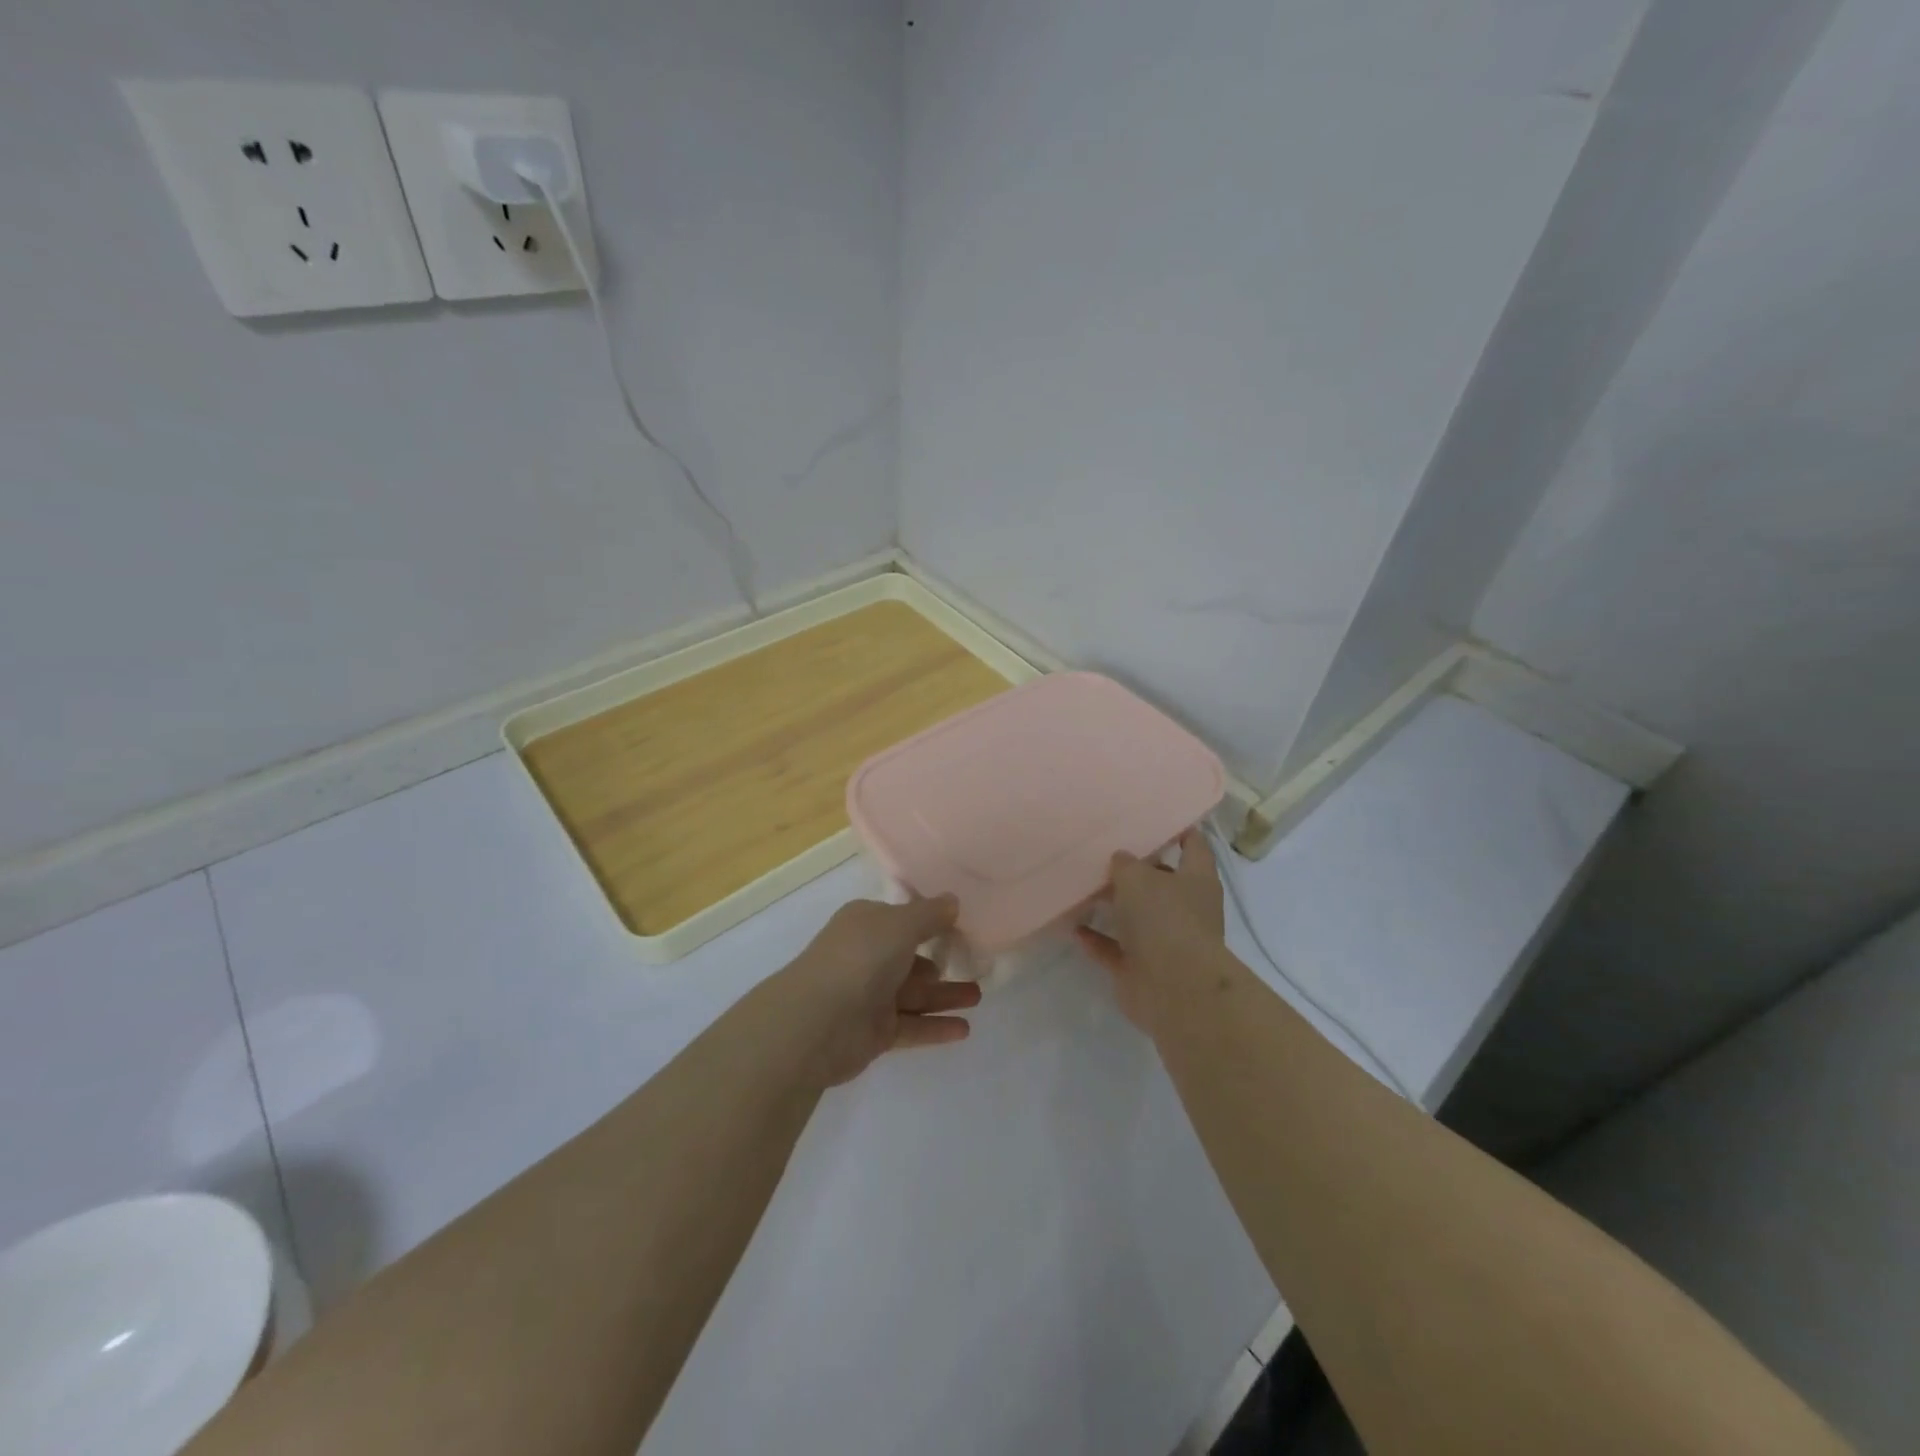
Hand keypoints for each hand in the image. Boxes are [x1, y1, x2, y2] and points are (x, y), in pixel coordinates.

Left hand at [783, 896, 980, 1085]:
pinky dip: (936, 1026)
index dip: (929, 921)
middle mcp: (866, 956)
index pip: (902, 918)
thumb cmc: (860, 959)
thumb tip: (952, 901)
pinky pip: (912, 1025)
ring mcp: (869, 996)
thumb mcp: (901, 924)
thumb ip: (931, 914)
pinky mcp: (874, 1032)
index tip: (962, 926)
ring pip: (914, 993)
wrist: (817, 1022)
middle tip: (975, 966)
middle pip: (910, 958)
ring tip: (978, 996)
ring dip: (945, 995)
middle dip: (941, 962)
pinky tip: (964, 1029)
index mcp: (866, 924)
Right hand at [1075, 829, 1225, 1033]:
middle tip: (1105, 851)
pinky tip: (1074, 927)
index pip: (1194, 846)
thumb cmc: (1164, 919)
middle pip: (1162, 882)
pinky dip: (1098, 940)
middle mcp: (1185, 909)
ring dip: (1114, 906)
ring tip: (1084, 886)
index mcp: (1196, 880)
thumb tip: (1122, 859)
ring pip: (1137, 917)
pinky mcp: (1142, 969)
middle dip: (1137, 870)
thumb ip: (1126, 864)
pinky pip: (1116, 949)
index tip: (1157, 818)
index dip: (1179, 831)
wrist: (1174, 988)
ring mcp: (1165, 942)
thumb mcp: (1138, 877)